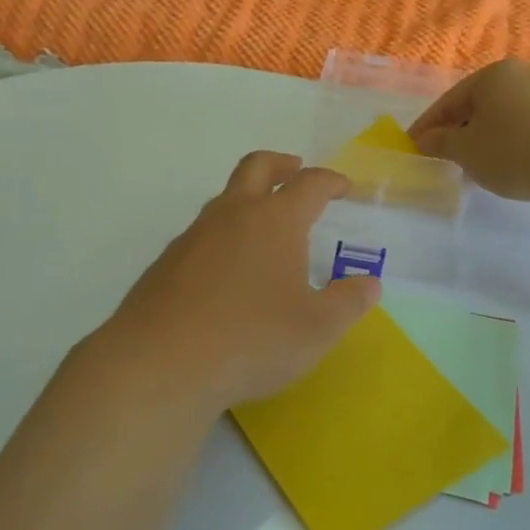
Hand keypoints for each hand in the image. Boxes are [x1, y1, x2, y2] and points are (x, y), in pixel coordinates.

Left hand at [86, 152, 380, 417]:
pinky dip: (222, 237)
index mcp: (275, 220)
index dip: (330, 181)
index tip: (343, 187)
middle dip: (281, 164)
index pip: (309, 184)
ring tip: (264, 230)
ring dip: (248, 200)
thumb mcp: (317, 329)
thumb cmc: (252, 340)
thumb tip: (369, 284)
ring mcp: (193, 236)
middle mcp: (232, 215)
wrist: (161, 364)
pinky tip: (227, 273)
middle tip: (294, 170)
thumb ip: (348, 302)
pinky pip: (201, 235)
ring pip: (224, 199)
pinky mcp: (166, 263)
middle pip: (257, 167)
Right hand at [409, 59, 529, 203]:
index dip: (428, 126)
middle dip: (458, 133)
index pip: (449, 101)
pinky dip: (510, 147)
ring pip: (503, 120)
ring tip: (472, 169)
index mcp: (493, 75)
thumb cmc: (515, 150)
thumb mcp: (466, 149)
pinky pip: (526, 132)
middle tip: (441, 159)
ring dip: (484, 142)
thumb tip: (424, 140)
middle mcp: (522, 77)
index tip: (412, 147)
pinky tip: (505, 169)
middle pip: (478, 107)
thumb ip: (440, 142)